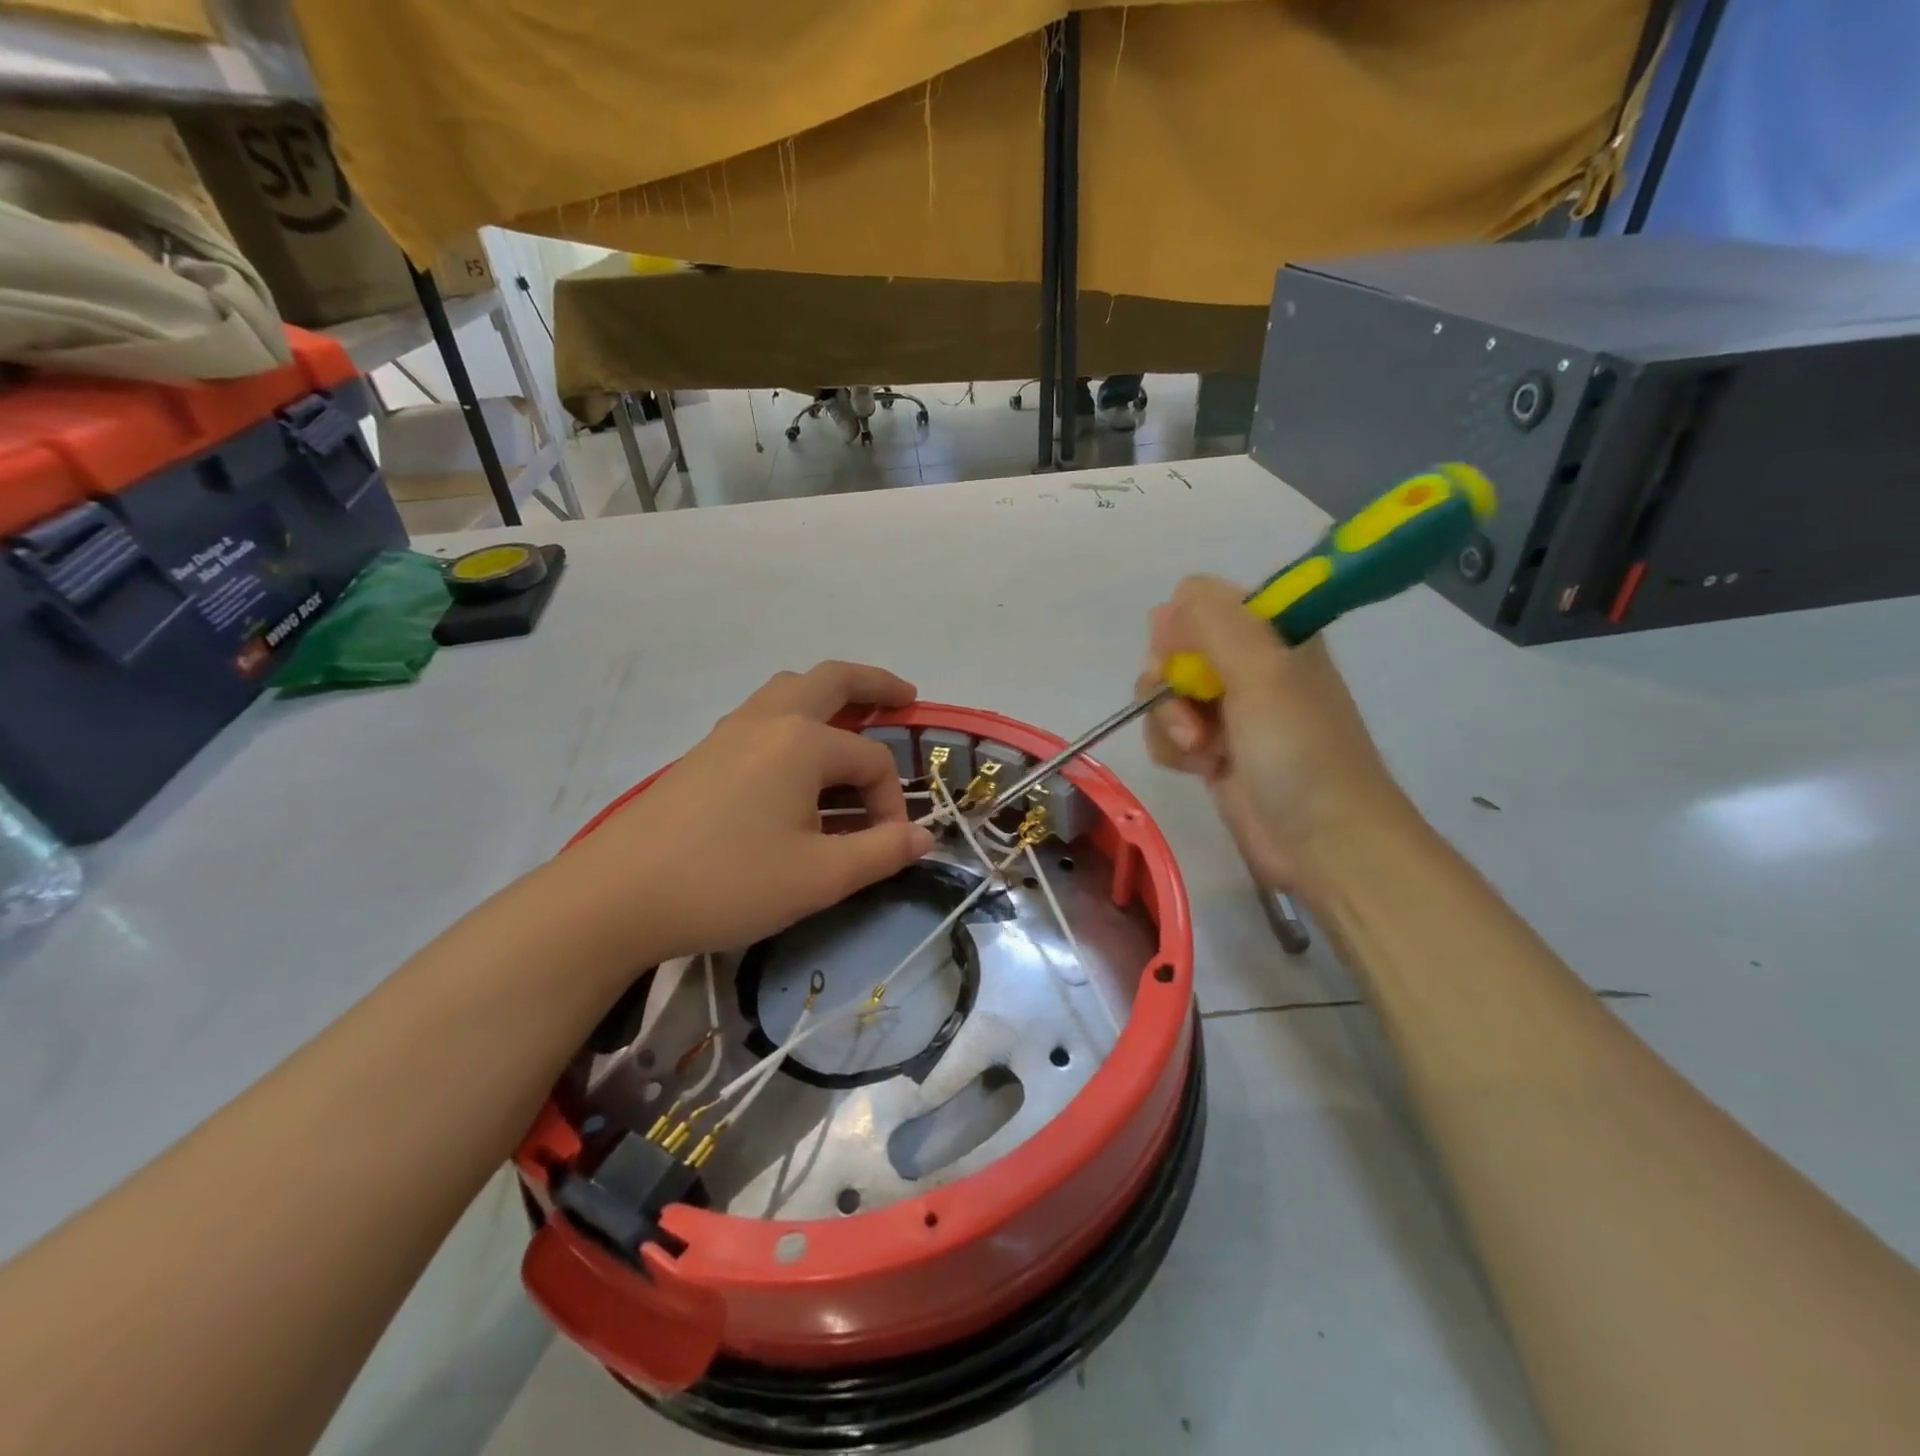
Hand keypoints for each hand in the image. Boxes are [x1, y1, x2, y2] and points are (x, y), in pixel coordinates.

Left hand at [564, 662, 934, 965]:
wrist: (617, 896)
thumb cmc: (727, 882)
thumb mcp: (819, 877)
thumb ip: (881, 852)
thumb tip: (924, 837)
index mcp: (802, 742)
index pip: (872, 760)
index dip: (892, 802)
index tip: (887, 846)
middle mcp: (768, 720)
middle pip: (832, 680)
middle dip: (875, 684)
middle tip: (906, 696)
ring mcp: (730, 731)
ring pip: (790, 690)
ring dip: (829, 695)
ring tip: (853, 719)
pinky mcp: (705, 752)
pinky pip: (763, 714)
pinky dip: (795, 716)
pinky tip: (794, 759)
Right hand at [1140, 577, 1409, 891]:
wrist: (1325, 842)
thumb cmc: (1299, 751)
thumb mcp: (1262, 672)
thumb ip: (1213, 623)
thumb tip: (1166, 606)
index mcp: (1270, 631)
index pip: (1200, 600)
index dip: (1183, 628)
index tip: (1189, 660)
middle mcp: (1247, 663)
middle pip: (1174, 647)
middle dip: (1170, 680)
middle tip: (1192, 711)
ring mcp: (1229, 709)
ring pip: (1164, 693)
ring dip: (1169, 721)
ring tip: (1202, 751)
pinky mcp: (1212, 750)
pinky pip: (1167, 732)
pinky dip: (1173, 749)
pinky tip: (1199, 769)